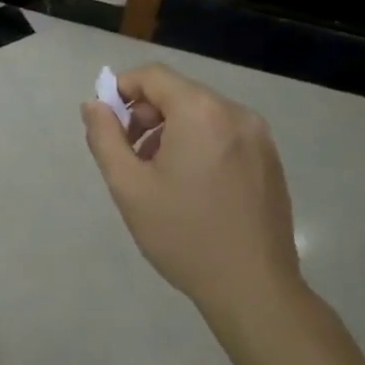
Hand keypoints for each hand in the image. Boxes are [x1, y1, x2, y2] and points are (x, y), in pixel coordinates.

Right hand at [80, 63, 300, 314]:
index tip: (108, 125)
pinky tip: (191, 185)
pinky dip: (199, 142)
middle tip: (130, 155)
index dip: (122, 90)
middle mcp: (235, 112)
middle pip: (178, 92)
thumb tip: (94, 104)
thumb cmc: (183, 235)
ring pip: (201, 112)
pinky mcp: (270, 158)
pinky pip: (224, 132)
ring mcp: (259, 136)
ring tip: (158, 174)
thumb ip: (105, 137)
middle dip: (146, 114)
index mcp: (201, 112)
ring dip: (171, 129)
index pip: (152, 75)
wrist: (254, 289)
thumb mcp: (129, 186)